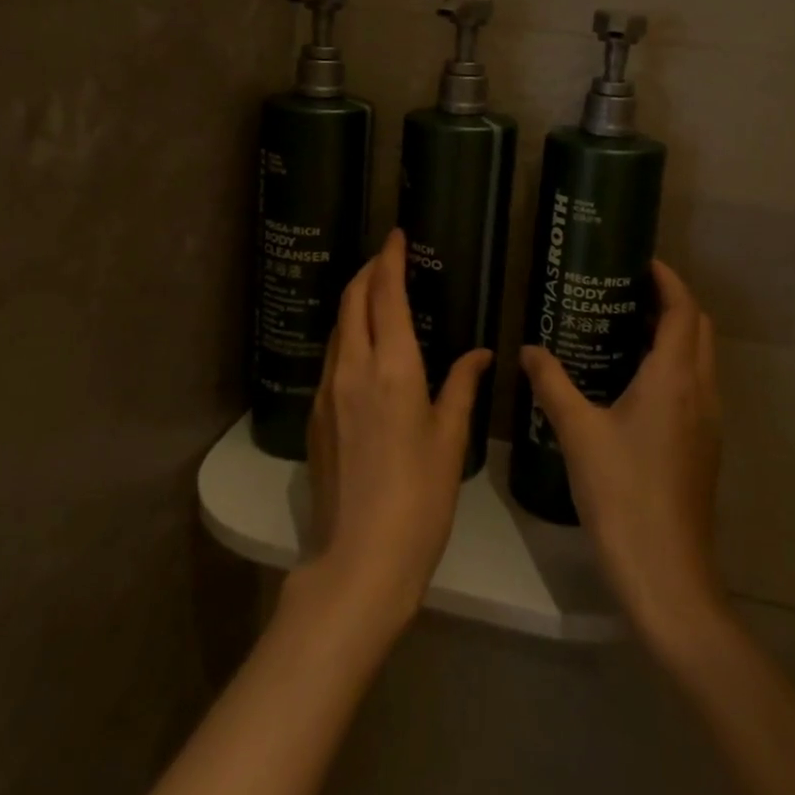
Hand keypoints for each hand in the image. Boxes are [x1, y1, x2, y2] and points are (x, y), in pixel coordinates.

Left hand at [303, 229, 490, 635]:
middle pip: (352, 300)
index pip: (385, 294)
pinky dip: (347, 333)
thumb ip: (462, 386)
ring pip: (338, 327)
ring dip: (355, 300)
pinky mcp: (317, 415)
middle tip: (388, 257)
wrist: (360, 559)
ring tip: (377, 293)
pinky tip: (364, 346)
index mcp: (392, 368)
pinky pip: (332, 356)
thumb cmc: (420, 497)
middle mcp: (353, 368)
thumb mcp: (450, 438)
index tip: (396, 235)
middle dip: (368, 271)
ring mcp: (328, 391)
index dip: (390, 259)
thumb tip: (478, 353)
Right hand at [519, 260, 723, 650]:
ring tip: (625, 328)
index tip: (639, 261)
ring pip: (700, 358)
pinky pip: (695, 386)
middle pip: (697, 328)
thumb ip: (552, 384)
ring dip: (674, 334)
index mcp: (675, 378)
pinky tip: (633, 383)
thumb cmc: (622, 494)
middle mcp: (701, 391)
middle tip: (626, 291)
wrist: (666, 574)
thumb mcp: (578, 433)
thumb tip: (528, 349)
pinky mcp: (703, 447)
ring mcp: (708, 422)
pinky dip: (673, 366)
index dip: (667, 279)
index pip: (682, 309)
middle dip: (670, 302)